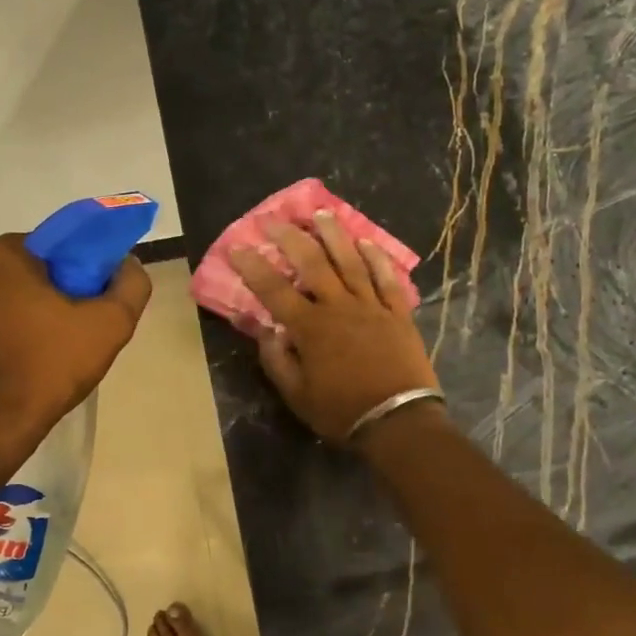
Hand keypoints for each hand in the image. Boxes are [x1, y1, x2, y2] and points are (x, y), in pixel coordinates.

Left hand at [0, 234, 151, 456]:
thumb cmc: (50, 363)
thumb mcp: (110, 323)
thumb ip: (131, 286)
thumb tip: (129, 265)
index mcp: (8, 253)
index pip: (66, 243)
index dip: (94, 266)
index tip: (108, 296)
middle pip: (46, 270)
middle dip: (73, 291)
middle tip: (95, 324)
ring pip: (27, 296)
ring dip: (52, 313)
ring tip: (74, 346)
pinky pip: (10, 320)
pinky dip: (31, 331)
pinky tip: (48, 359)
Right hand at [231, 212, 438, 442]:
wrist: (398, 421)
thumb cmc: (341, 411)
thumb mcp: (297, 396)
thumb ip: (277, 361)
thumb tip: (266, 331)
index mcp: (310, 328)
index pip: (274, 290)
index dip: (253, 267)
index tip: (237, 247)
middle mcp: (339, 307)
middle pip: (313, 264)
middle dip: (290, 238)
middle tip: (274, 219)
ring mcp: (372, 307)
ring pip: (350, 262)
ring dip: (334, 235)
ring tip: (320, 214)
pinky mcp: (398, 314)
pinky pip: (387, 279)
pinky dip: (377, 259)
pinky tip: (367, 242)